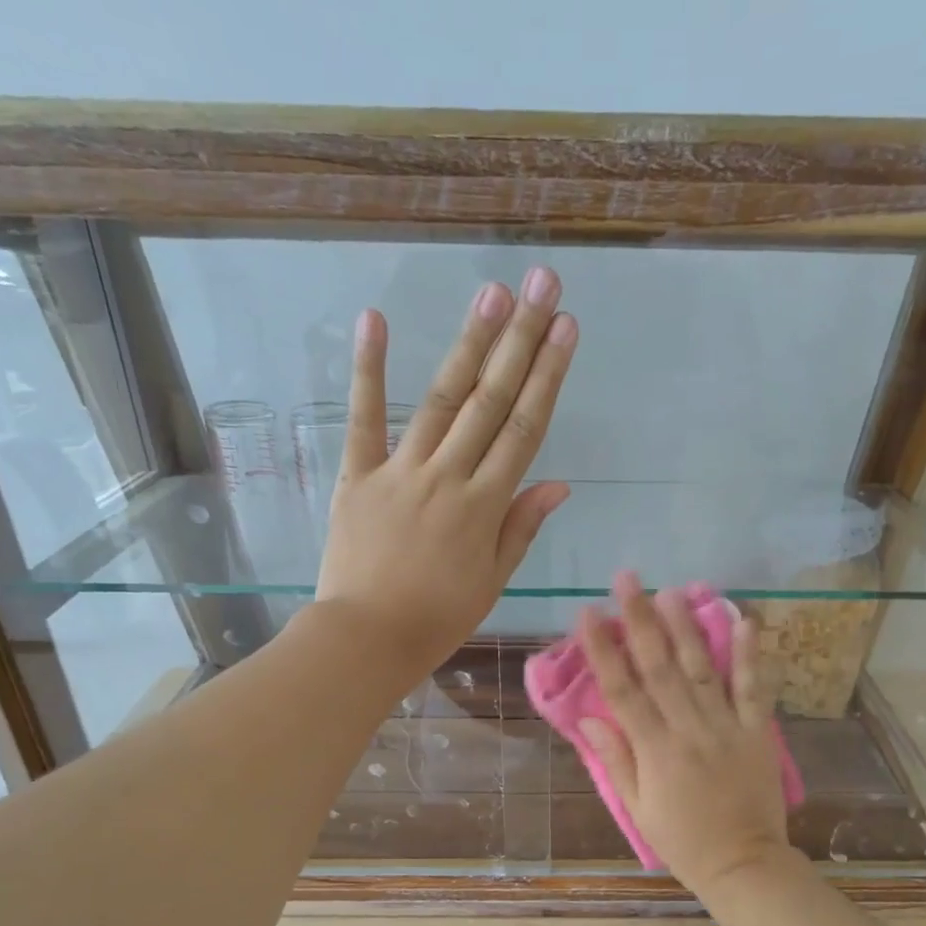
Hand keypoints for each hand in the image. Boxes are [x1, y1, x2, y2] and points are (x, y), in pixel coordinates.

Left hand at [316, 268, 577, 678]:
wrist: (366, 638)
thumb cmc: (437, 618)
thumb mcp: (491, 580)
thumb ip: (521, 527)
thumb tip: (558, 483)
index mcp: (484, 506)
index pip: (524, 430)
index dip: (548, 377)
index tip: (567, 330)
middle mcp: (448, 477)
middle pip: (490, 401)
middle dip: (520, 341)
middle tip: (541, 286)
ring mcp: (400, 471)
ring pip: (441, 399)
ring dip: (468, 344)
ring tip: (492, 294)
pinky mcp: (358, 475)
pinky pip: (363, 418)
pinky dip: (368, 370)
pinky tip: (374, 320)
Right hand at [577, 573, 792, 893]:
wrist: (744, 864)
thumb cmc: (683, 840)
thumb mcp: (638, 808)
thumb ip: (617, 760)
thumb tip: (592, 718)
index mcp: (655, 750)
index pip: (622, 691)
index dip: (603, 650)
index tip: (588, 614)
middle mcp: (688, 729)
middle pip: (659, 667)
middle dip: (640, 620)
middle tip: (627, 579)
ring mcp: (726, 727)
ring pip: (702, 668)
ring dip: (685, 626)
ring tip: (671, 589)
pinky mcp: (757, 731)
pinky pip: (753, 688)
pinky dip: (750, 655)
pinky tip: (745, 620)